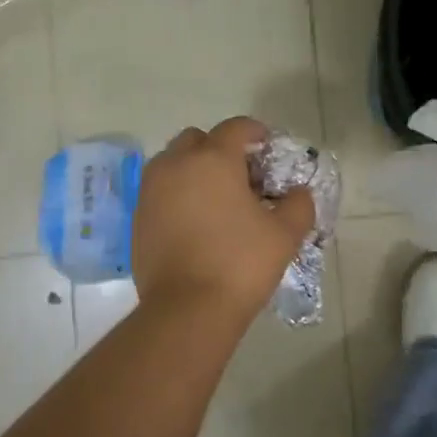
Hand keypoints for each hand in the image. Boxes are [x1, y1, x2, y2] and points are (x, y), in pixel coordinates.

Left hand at [132, 117, 314, 322]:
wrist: (187, 309)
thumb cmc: (240, 263)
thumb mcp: (285, 234)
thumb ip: (298, 205)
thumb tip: (298, 193)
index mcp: (213, 159)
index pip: (235, 128)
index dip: (254, 132)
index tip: (267, 147)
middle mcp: (176, 164)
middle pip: (197, 139)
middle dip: (218, 148)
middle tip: (240, 175)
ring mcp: (151, 191)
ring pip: (172, 163)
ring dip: (193, 170)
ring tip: (215, 199)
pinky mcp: (137, 218)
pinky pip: (159, 192)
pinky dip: (176, 195)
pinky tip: (195, 222)